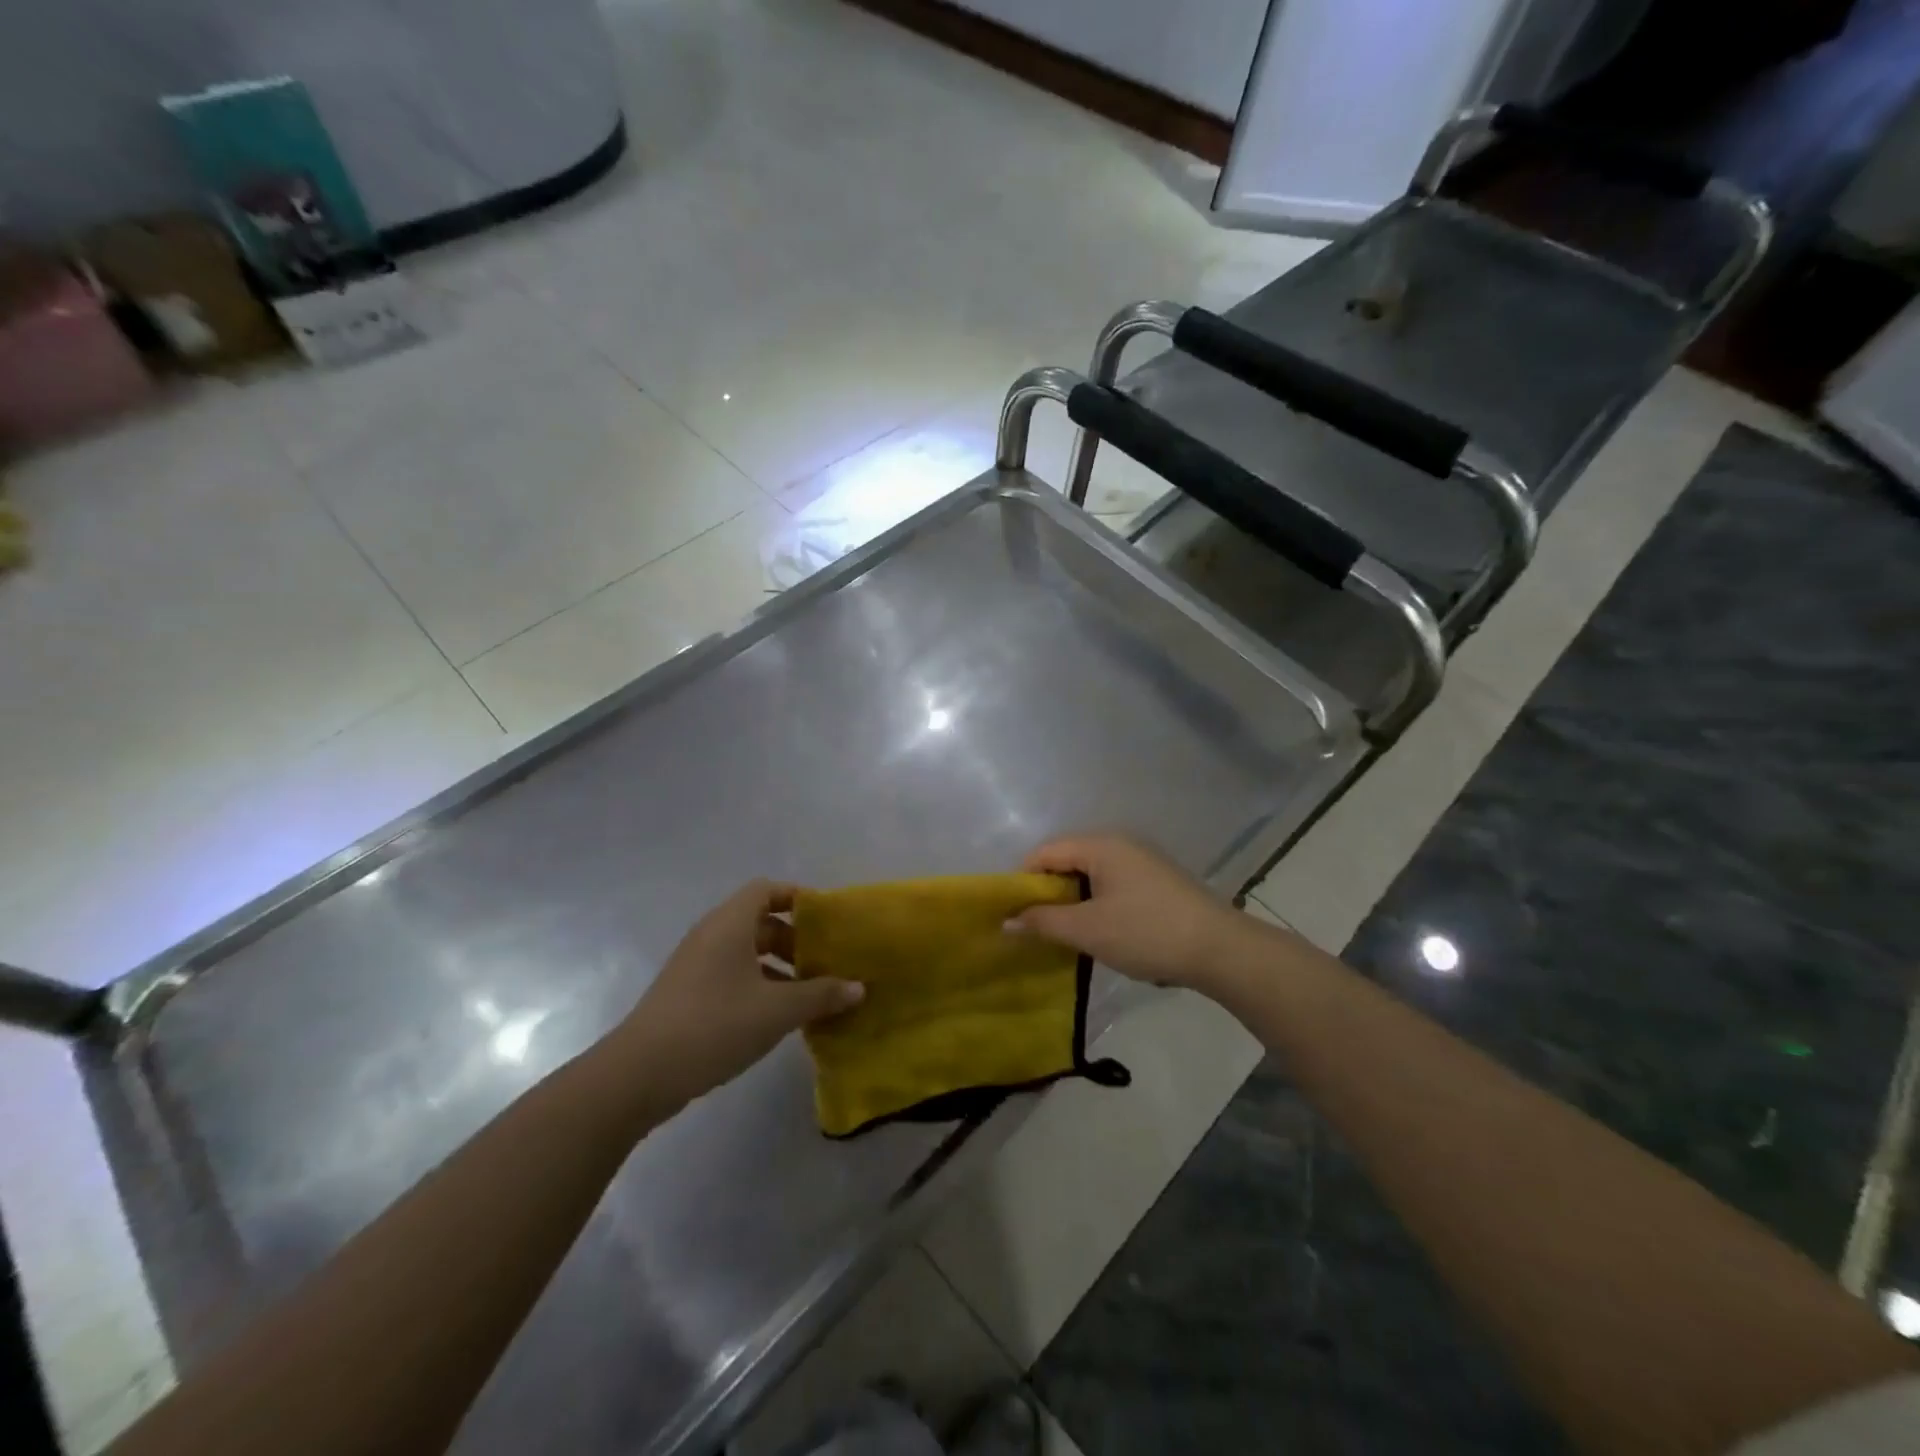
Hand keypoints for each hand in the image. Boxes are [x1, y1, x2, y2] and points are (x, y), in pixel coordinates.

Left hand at [614, 881, 863, 1112]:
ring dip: (779, 967)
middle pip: (760, 921)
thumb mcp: (777, 1010)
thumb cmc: (714, 1025)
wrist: (638, 1075)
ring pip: (746, 952)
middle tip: (826, 962)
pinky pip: (732, 975)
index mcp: (730, 924)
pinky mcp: (687, 994)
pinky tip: (778, 1017)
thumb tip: (859, 987)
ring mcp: (695, 966)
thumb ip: (821, 995)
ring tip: (810, 993)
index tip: (828, 921)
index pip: (767, 889)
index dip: (798, 898)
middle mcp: (711, 935)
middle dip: (795, 939)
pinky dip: (758, 986)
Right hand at [1013, 836, 1261, 993]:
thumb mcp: (1088, 930)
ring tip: (1061, 933)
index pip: (1045, 852)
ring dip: (1072, 901)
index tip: (1010, 912)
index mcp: (1101, 846)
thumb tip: (1007, 920)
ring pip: (1090, 875)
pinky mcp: (1157, 882)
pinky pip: (1112, 885)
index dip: (1022, 879)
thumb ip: (1043, 922)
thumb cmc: (1147, 932)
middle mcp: (1120, 844)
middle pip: (1067, 860)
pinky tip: (1097, 932)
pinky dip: (1096, 904)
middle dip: (1046, 892)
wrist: (1221, 950)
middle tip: (1033, 926)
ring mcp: (1142, 862)